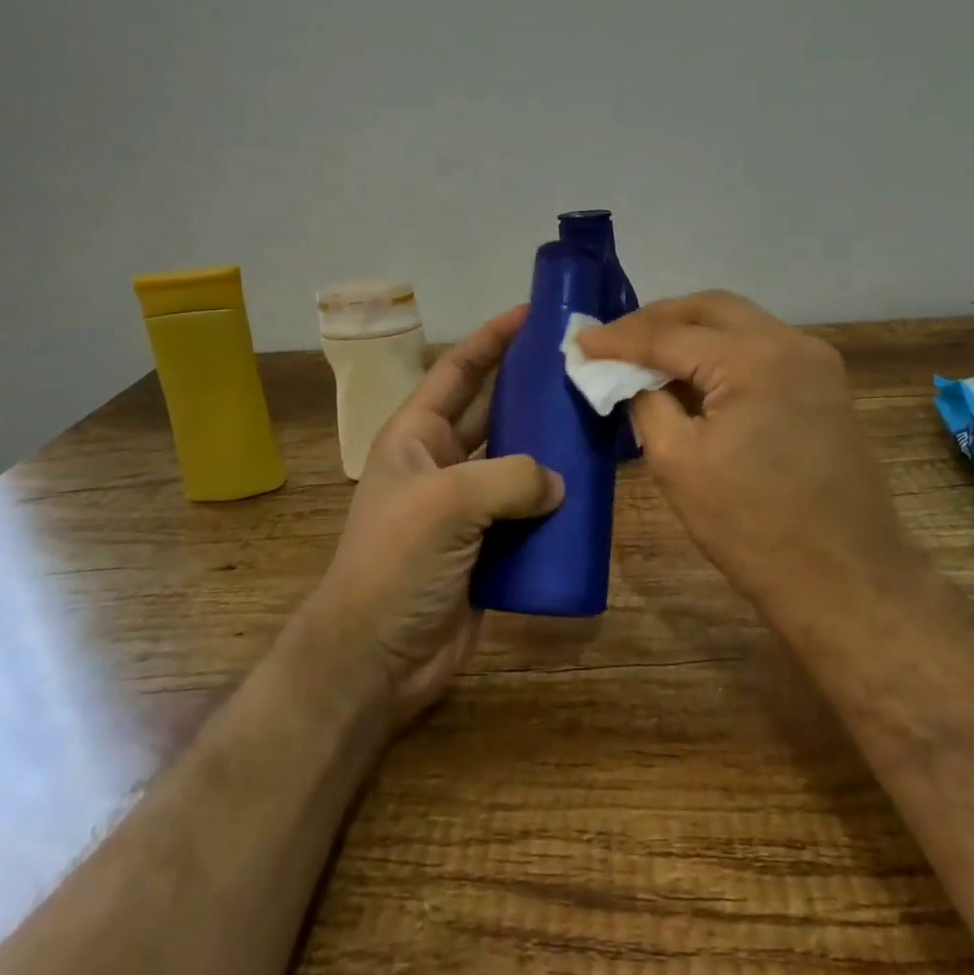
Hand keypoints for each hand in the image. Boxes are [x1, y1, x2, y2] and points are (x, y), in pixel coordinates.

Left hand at [301, 305, 563, 726]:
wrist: (374, 662)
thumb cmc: (395, 564)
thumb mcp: (446, 503)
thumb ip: (510, 477)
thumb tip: (559, 481)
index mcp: (418, 434)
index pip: (459, 369)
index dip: (493, 337)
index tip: (535, 311)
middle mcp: (444, 461)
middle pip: (496, 409)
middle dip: (533, 386)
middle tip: (583, 365)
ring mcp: (468, 505)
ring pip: (519, 460)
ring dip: (552, 444)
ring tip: (599, 419)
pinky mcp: (491, 545)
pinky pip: (531, 509)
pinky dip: (559, 499)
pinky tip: (594, 486)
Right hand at [577, 291, 912, 626]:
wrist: (846, 578)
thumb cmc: (753, 527)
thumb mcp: (678, 464)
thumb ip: (646, 403)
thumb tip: (630, 376)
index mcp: (754, 358)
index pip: (671, 335)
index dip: (620, 339)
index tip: (580, 342)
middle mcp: (790, 342)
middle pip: (710, 309)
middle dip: (657, 319)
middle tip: (615, 341)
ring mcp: (816, 360)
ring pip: (740, 322)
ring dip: (692, 331)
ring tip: (648, 354)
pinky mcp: (825, 383)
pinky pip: (762, 346)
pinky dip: (723, 351)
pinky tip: (696, 374)